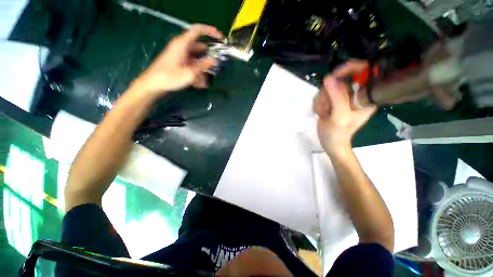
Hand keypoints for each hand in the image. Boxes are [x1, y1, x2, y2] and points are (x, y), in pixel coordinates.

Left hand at [133, 24, 222, 94]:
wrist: (150, 86)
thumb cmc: (168, 77)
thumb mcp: (189, 73)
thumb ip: (203, 65)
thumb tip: (214, 60)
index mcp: (182, 43)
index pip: (198, 30)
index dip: (210, 31)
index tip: (220, 38)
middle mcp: (180, 46)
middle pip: (199, 45)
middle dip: (208, 56)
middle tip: (215, 65)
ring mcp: (177, 54)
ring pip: (194, 56)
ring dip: (201, 66)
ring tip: (205, 80)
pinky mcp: (175, 61)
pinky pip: (188, 62)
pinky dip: (194, 70)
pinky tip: (198, 83)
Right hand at [313, 61, 375, 153]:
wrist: (331, 145)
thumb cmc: (340, 134)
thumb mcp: (340, 117)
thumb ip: (336, 97)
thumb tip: (329, 77)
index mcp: (365, 97)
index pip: (364, 72)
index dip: (353, 68)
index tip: (338, 72)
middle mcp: (356, 93)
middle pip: (341, 77)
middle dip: (330, 92)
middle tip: (328, 107)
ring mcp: (344, 94)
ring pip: (329, 84)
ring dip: (323, 100)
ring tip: (326, 114)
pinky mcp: (334, 96)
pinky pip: (323, 91)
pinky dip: (319, 102)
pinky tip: (323, 114)